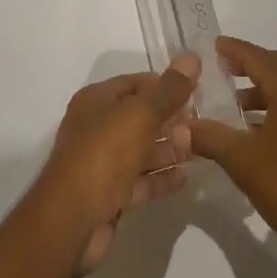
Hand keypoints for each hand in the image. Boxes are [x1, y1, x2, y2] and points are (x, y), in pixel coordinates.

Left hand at [24, 56, 198, 276]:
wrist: (72, 220)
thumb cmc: (104, 155)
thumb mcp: (139, 115)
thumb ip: (169, 90)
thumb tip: (192, 57)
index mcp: (96, 101)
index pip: (136, 83)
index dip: (166, 85)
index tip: (199, 91)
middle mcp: (96, 128)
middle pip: (140, 117)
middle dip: (171, 119)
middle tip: (204, 123)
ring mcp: (102, 163)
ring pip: (142, 149)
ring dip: (169, 149)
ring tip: (200, 149)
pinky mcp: (110, 194)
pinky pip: (141, 180)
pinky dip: (161, 177)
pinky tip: (187, 178)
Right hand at [185, 37, 276, 277]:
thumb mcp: (243, 161)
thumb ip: (210, 137)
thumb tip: (180, 126)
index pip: (259, 57)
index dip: (234, 50)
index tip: (213, 46)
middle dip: (252, 65)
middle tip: (223, 71)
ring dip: (266, 89)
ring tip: (234, 105)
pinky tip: (258, 131)